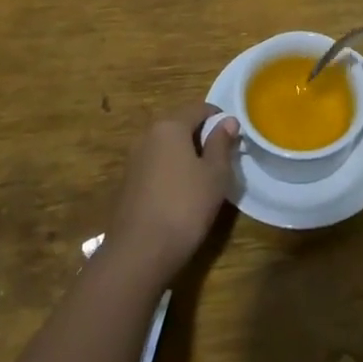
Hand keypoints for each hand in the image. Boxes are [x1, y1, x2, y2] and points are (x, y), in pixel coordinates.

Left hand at [105, 103, 238, 285]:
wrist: (139, 253)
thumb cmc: (185, 207)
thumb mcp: (214, 174)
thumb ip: (221, 143)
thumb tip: (228, 120)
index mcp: (169, 126)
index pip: (200, 108)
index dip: (220, 119)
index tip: (234, 139)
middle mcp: (148, 135)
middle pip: (181, 124)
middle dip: (202, 137)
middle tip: (222, 161)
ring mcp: (134, 159)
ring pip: (167, 146)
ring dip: (186, 154)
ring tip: (204, 179)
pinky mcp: (127, 182)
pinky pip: (156, 164)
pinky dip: (171, 170)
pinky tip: (181, 195)